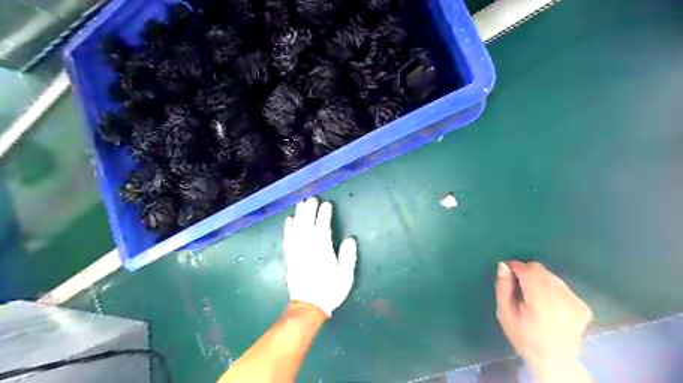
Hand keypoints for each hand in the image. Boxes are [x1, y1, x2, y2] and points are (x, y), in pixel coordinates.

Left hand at [284, 198, 358, 316]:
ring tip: (301, 203)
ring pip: (296, 228)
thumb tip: (350, 239)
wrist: (308, 306)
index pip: (322, 227)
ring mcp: (296, 251)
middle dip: (310, 210)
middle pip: (307, 223)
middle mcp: (308, 247)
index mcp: (323, 250)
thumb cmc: (330, 291)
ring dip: (299, 214)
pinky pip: (287, 238)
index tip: (327, 204)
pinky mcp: (289, 257)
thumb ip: (348, 257)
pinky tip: (289, 219)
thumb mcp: (346, 276)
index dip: (324, 214)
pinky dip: (288, 228)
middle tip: (312, 198)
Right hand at [498, 262, 592, 368]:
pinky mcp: (582, 306)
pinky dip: (551, 288)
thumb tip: (503, 266)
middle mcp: (561, 296)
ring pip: (551, 276)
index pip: (527, 270)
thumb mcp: (505, 314)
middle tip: (517, 285)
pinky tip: (548, 304)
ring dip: (539, 279)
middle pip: (540, 270)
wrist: (555, 362)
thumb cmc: (524, 337)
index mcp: (540, 299)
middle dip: (526, 271)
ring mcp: (575, 300)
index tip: (506, 271)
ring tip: (532, 296)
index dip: (514, 266)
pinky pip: (562, 286)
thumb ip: (503, 288)